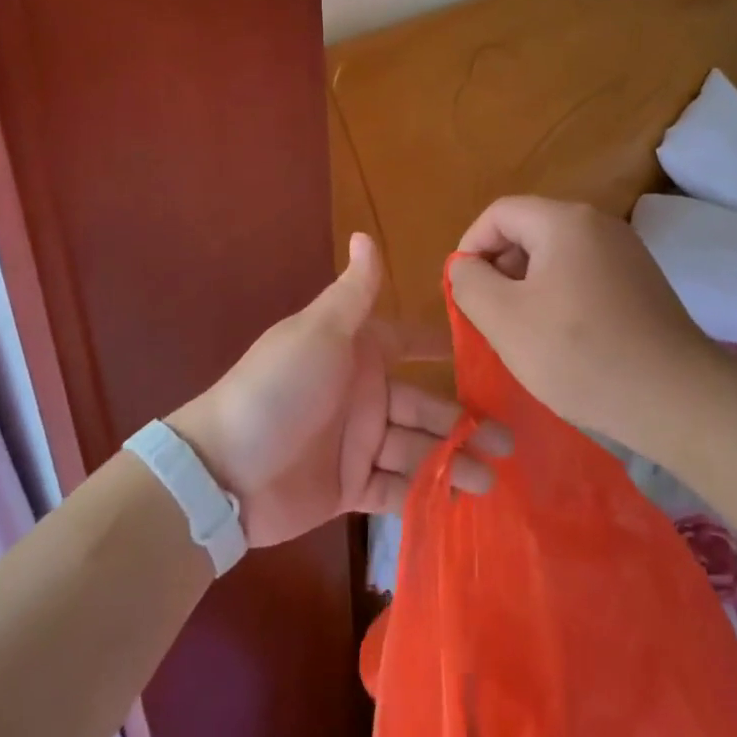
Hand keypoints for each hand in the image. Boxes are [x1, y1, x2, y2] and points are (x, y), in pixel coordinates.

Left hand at [168, 234, 510, 548]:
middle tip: (512, 438)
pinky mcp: (350, 489)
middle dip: (466, 421)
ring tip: (495, 478)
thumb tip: (365, 232)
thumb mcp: (319, 332)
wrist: (225, 470)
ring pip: (417, 451)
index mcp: (358, 353)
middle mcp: (364, 396)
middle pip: (425, 406)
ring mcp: (358, 444)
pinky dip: (425, 495)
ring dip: (454, 462)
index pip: (409, 343)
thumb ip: (354, 291)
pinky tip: (461, 504)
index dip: (442, 346)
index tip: (489, 350)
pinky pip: (396, 490)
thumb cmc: (279, 388)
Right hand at [448, 196, 725, 455]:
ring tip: (523, 333)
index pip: (499, 214)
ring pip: (556, 256)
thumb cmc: (580, 354)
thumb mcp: (504, 319)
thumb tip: (466, 266)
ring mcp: (626, 253)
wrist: (676, 399)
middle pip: (529, 231)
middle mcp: (599, 224)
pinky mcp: (642, 283)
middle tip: (490, 317)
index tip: (462, 291)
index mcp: (564, 221)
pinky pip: (584, 276)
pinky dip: (560, 298)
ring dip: (528, 287)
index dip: (470, 247)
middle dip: (499, 269)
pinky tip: (562, 340)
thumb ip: (469, 283)